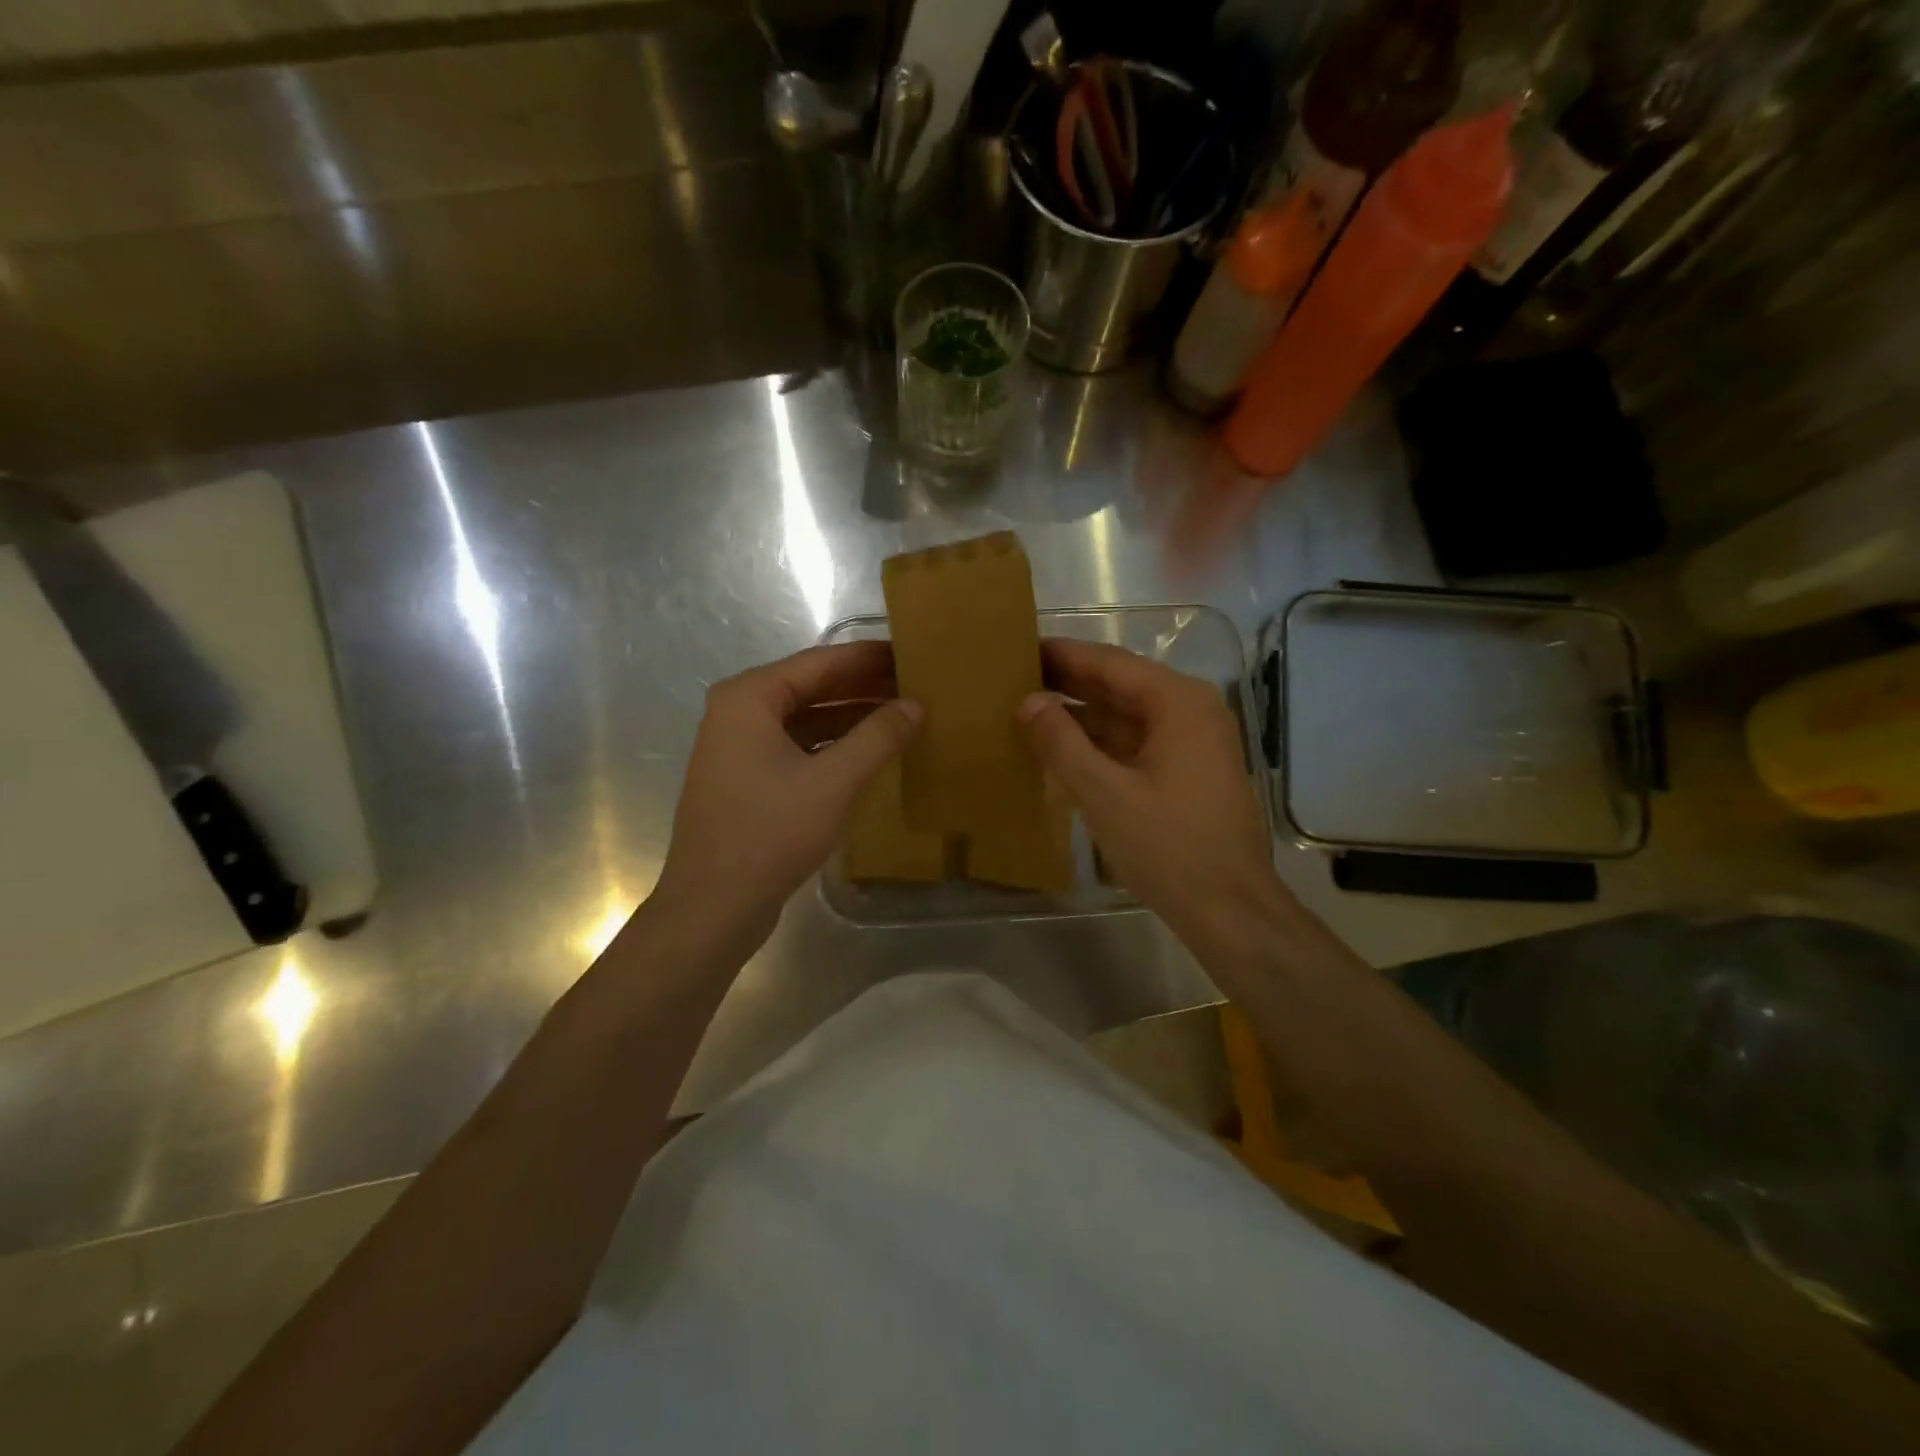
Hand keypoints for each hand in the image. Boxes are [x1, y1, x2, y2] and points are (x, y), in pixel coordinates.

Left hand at [652, 641, 920, 953]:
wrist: (713, 907)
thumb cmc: (770, 833)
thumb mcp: (834, 782)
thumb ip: (878, 737)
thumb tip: (915, 705)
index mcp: (749, 698)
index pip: (820, 662)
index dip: (868, 658)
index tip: (911, 652)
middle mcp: (738, 713)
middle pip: (811, 688)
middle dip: (863, 687)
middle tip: (915, 683)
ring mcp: (739, 749)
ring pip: (806, 720)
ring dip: (851, 718)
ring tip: (901, 716)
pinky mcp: (747, 781)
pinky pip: (798, 748)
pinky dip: (833, 747)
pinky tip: (869, 754)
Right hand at [1019, 639, 1279, 947]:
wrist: (1229, 910)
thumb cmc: (1168, 847)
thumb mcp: (1103, 793)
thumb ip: (1061, 742)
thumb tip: (1029, 701)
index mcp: (1178, 703)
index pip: (1110, 663)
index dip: (1063, 654)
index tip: (1020, 646)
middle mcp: (1191, 711)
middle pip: (1121, 685)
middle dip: (1069, 682)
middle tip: (1015, 676)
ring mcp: (1194, 743)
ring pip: (1127, 716)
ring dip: (1082, 714)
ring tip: (1029, 710)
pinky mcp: (1189, 773)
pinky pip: (1137, 744)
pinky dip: (1101, 743)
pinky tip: (1064, 749)